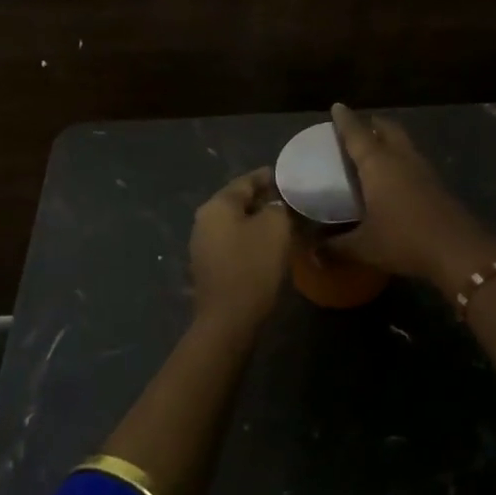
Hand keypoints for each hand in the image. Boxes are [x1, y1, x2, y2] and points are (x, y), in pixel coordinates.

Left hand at [188, 167, 291, 333]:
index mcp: (217, 205)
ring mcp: (204, 245)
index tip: (289, 176)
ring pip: (237, 223)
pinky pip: (234, 242)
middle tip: (291, 199)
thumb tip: (278, 205)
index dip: (269, 177)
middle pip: (238, 201)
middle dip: (265, 199)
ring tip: (285, 221)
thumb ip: (280, 207)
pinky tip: (270, 245)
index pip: (246, 181)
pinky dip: (252, 238)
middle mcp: (204, 220)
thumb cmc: (252, 266)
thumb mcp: (276, 227)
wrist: (229, 318)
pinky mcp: (210, 266)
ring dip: (259, 220)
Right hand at [327, 103, 495, 289]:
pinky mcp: (437, 184)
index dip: (345, 120)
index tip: (337, 106)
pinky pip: (414, 160)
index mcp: (377, 164)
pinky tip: (395, 177)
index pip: (357, 134)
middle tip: (359, 127)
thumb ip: (335, 247)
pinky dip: (401, 159)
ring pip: (404, 143)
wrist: (457, 250)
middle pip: (387, 129)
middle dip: (372, 123)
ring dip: (389, 140)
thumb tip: (312, 252)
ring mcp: (423, 169)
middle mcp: (401, 158)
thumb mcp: (363, 246)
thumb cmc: (403, 240)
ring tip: (375, 149)